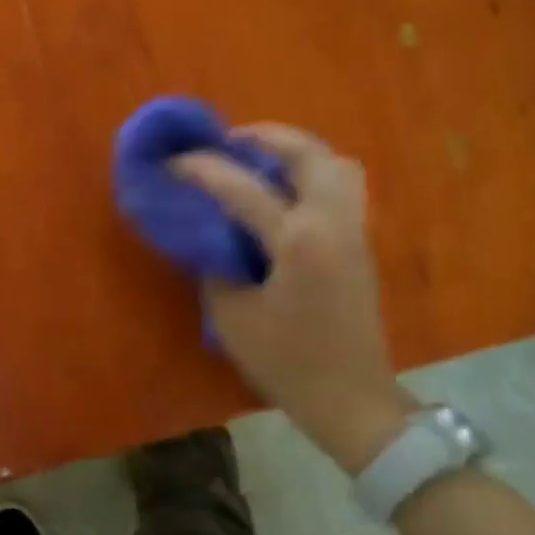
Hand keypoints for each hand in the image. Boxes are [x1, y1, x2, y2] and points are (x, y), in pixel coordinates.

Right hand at [172, 124, 415, 472]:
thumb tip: (208, 233)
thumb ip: (216, 265)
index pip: (242, 188)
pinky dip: (313, 175)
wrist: (351, 399)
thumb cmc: (288, 363)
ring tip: (262, 162)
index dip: (202, 170)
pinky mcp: (361, 244)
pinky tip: (284, 196)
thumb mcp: (232, 317)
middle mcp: (333, 222)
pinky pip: (342, 188)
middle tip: (231, 141)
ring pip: (336, 164)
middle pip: (309, 153)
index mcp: (298, 240)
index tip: (173, 162)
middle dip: (267, 136)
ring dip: (298, 152)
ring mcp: (354, 230)